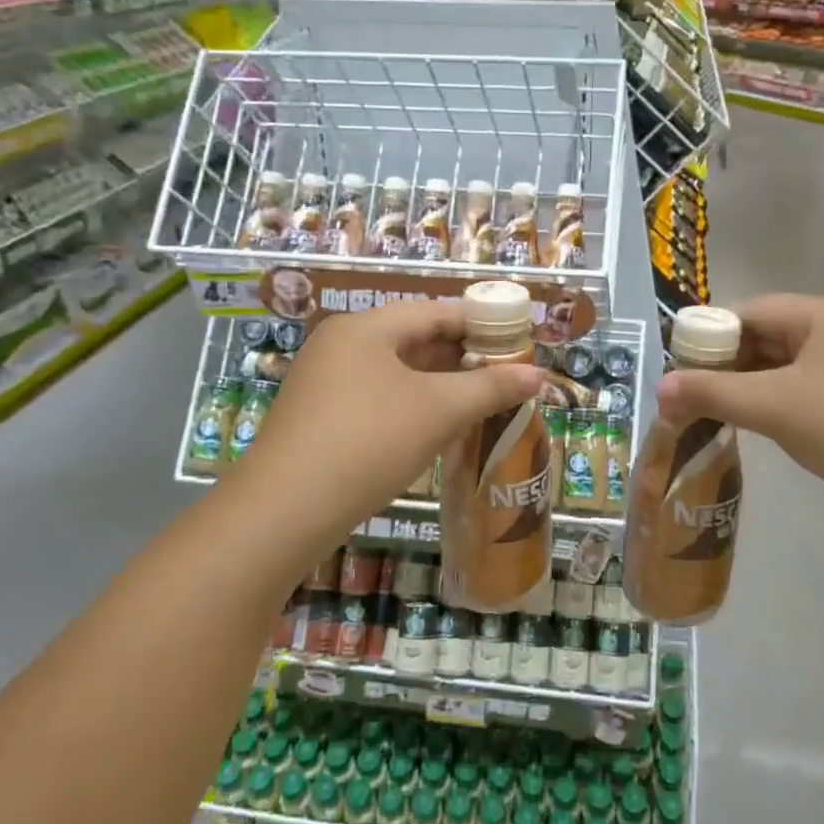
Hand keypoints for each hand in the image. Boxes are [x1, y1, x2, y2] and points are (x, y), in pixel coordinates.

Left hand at [231, 299, 544, 559]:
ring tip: (482, 399)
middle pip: (413, 339)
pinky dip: (413, 406)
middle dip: (462, 357)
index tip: (517, 339)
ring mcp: (325, 383)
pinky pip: (378, 399)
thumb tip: (539, 375)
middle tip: (506, 373)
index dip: (480, 323)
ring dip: (439, 384)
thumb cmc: (368, 442)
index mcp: (364, 328)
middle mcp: (340, 346)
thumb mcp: (438, 411)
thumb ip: (490, 388)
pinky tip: (439, 427)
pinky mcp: (320, 418)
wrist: (284, 511)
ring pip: (396, 373)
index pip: (434, 312)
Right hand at [656, 294, 823, 537]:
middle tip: (687, 394)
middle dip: (727, 365)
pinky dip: (779, 404)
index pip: (751, 311)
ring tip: (712, 413)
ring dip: (750, 388)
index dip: (709, 334)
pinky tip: (759, 427)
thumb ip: (712, 394)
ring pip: (788, 368)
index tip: (676, 364)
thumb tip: (658, 389)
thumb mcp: (775, 407)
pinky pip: (809, 391)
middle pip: (769, 337)